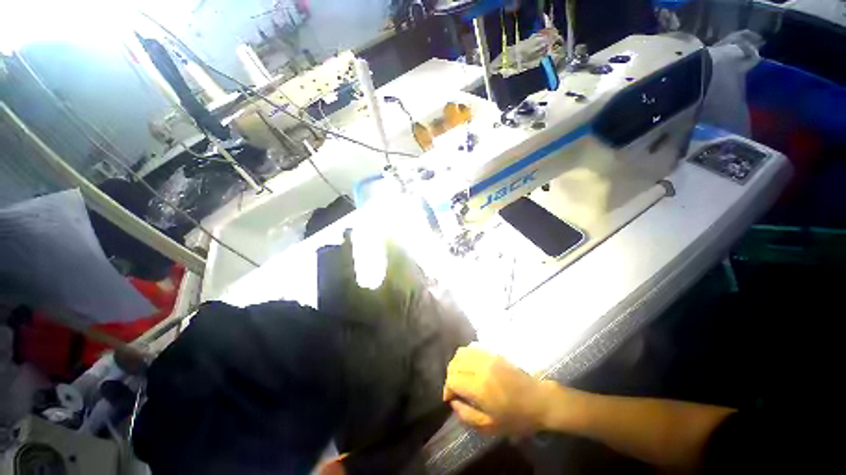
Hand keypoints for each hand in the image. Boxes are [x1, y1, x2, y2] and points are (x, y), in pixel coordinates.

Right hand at [443, 346, 550, 435]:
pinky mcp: (494, 352)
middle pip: (454, 363)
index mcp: (480, 387)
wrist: (539, 400)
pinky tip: (470, 366)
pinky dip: (466, 355)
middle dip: (450, 376)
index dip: (447, 389)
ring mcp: (488, 357)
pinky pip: (473, 347)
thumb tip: (453, 402)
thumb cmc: (517, 417)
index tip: (450, 398)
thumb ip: (467, 415)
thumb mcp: (491, 426)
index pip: (452, 379)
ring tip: (461, 375)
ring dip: (456, 363)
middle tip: (455, 388)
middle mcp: (481, 367)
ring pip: (462, 352)